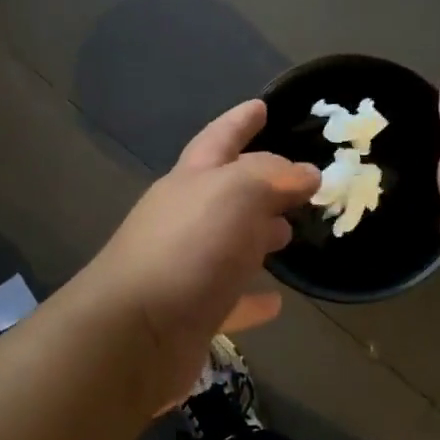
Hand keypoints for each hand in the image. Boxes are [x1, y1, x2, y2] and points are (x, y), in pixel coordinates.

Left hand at [81, 99, 318, 414]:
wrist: (134, 334)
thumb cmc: (189, 248)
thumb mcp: (235, 192)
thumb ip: (272, 176)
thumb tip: (305, 173)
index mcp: (191, 181)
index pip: (219, 138)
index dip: (240, 121)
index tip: (262, 105)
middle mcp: (185, 218)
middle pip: (227, 191)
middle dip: (260, 183)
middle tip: (298, 183)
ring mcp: (187, 267)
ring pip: (231, 243)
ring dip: (259, 235)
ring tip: (291, 233)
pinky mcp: (193, 313)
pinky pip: (231, 300)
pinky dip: (253, 297)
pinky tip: (276, 302)